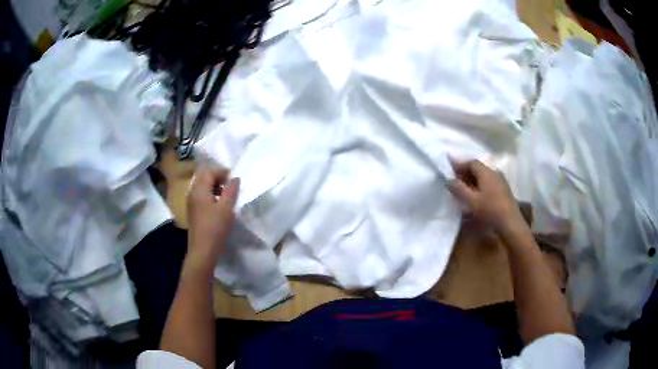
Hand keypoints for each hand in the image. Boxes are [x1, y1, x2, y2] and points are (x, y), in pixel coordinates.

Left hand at [187, 169, 239, 267]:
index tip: (234, 177)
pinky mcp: (193, 213)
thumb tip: (235, 178)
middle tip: (230, 185)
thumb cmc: (215, 227)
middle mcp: (192, 194)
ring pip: (202, 188)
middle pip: (203, 179)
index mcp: (199, 190)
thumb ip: (231, 190)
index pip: (209, 173)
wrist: (203, 250)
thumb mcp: (227, 208)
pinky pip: (201, 197)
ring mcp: (191, 204)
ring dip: (214, 187)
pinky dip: (211, 196)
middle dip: (217, 178)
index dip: (221, 172)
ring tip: (227, 195)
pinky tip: (219, 206)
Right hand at [448, 159, 522, 231]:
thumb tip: (448, 179)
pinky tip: (476, 195)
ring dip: (473, 180)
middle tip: (455, 180)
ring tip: (464, 189)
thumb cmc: (490, 210)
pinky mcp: (504, 191)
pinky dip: (480, 185)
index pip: (471, 162)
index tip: (450, 170)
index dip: (460, 165)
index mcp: (487, 172)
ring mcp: (501, 181)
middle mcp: (495, 173)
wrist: (510, 223)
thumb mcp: (471, 201)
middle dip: (466, 172)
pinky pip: (489, 183)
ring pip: (484, 176)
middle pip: (478, 168)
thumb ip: (459, 188)